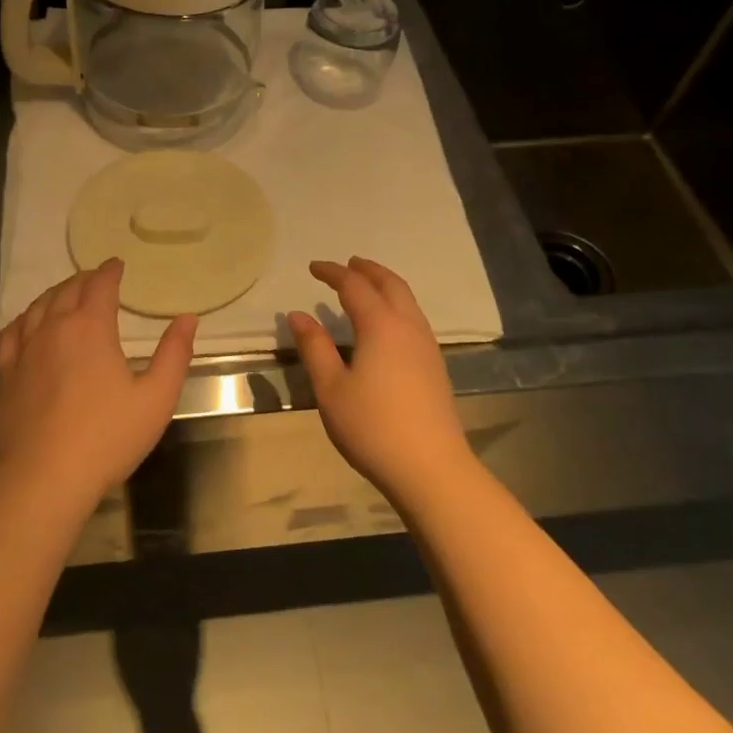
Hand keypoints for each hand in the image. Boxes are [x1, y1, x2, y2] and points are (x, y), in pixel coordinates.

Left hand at [0, 260, 196, 506]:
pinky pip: (11, 333)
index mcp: (91, 327)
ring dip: (55, 294)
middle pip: (67, 291)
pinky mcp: (4, 374)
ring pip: (37, 307)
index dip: (110, 271)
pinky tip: (26, 324)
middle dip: (84, 280)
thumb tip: (187, 318)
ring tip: (65, 294)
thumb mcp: (156, 398)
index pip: (100, 285)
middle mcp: (54, 328)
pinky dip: (23, 320)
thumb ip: (174, 354)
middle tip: (95, 278)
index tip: (117, 265)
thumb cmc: (107, 437)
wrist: (43, 478)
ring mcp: (24, 350)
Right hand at [287, 257, 474, 505]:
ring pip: (407, 300)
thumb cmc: (372, 427)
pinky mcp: (435, 365)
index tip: (313, 267)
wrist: (431, 468)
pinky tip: (387, 324)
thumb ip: (314, 348)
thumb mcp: (331, 389)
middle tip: (348, 264)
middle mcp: (408, 326)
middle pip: (390, 284)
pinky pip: (414, 318)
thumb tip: (297, 315)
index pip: (354, 286)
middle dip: (367, 269)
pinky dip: (397, 304)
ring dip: (386, 284)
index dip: (332, 272)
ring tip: (367, 285)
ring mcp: (426, 346)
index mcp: (380, 326)